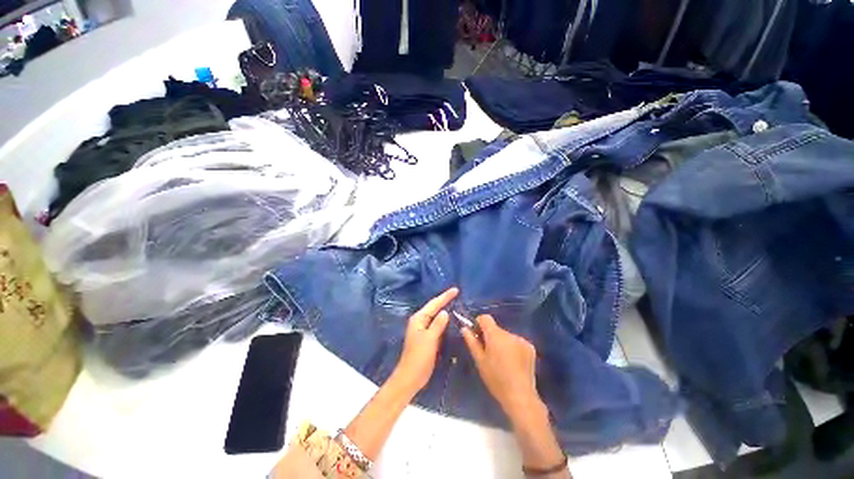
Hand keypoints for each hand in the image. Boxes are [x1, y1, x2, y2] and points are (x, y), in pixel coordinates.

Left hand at [391, 287, 458, 393]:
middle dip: (445, 301)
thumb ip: (438, 324)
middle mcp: (420, 321)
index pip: (434, 304)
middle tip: (457, 294)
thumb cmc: (419, 356)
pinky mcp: (427, 338)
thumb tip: (445, 312)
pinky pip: (437, 325)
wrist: (411, 377)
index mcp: (419, 319)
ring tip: (456, 303)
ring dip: (445, 310)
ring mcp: (423, 330)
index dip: (445, 296)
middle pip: (434, 308)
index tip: (456, 290)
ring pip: (436, 317)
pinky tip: (451, 320)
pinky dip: (444, 321)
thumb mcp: (430, 339)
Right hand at [461, 315, 543, 423]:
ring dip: (502, 343)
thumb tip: (465, 328)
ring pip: (506, 336)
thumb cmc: (496, 379)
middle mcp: (509, 333)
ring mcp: (522, 340)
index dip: (479, 323)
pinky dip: (513, 348)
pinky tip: (513, 363)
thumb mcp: (479, 361)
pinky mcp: (530, 348)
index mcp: (496, 335)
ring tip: (501, 361)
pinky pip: (516, 342)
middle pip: (496, 329)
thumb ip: (472, 342)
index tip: (477, 335)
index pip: (485, 318)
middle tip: (488, 353)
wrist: (520, 396)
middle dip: (490, 337)